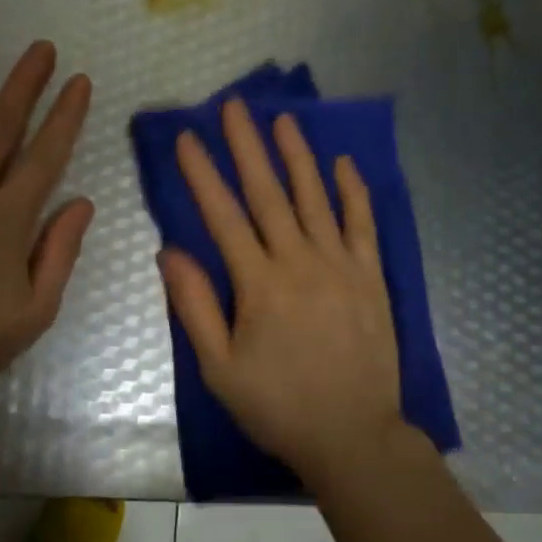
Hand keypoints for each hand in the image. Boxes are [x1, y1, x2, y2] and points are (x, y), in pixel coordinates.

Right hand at [160, 99, 405, 488]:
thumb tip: (170, 251)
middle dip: (247, 146)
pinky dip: (352, 191)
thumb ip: (194, 307)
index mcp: (258, 284)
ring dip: (297, 156)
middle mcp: (299, 261)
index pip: (223, 216)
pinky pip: (362, 223)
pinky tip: (342, 163)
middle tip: (234, 106)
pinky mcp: (371, 276)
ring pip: (315, 198)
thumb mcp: (219, 369)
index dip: (203, 173)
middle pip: (268, 194)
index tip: (188, 137)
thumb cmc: (278, 406)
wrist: (353, 436)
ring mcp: (340, 265)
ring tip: (282, 119)